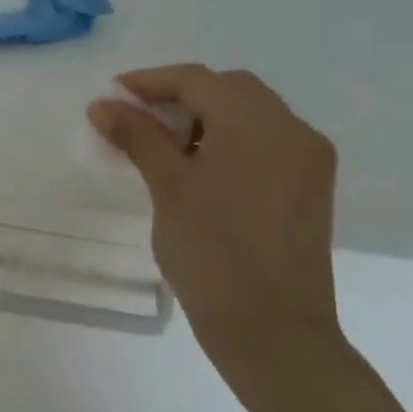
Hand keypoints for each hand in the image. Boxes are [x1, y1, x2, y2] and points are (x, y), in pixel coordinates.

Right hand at [88, 65, 351, 411]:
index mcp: (257, 123)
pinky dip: (229, 140)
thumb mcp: (167, 188)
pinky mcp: (310, 187)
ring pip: (250, 114)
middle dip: (179, 96)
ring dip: (204, 117)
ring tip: (162, 147)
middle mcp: (292, 129)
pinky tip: (199, 168)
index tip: (110, 97)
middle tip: (136, 120)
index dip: (148, 81)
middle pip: (228, 89)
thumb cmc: (212, 253)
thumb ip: (137, 137)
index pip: (197, 79)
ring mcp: (307, 159)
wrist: (272, 332)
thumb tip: (103, 104)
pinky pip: (265, 142)